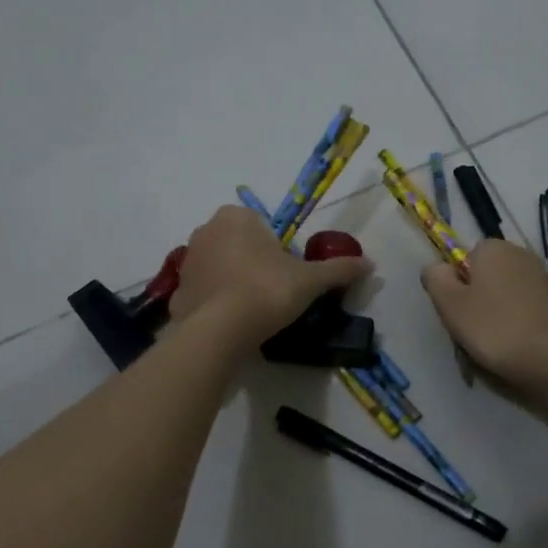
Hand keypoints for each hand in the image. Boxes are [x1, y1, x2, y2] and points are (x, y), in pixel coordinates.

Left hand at [171, 206, 370, 353]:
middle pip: (240, 245)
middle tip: (273, 294)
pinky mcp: (177, 290)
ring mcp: (188, 260)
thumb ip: (338, 270)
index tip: (286, 277)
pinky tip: (231, 324)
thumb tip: (370, 264)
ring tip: (253, 311)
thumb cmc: (266, 291)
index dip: (278, 252)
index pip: (264, 228)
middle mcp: (206, 229)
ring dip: (234, 282)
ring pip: (220, 267)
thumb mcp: (310, 281)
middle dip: (254, 264)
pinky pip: (204, 292)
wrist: (219, 331)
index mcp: (237, 217)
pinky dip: (216, 303)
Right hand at [421, 239, 547, 397]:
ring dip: (499, 315)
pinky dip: (520, 325)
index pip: (465, 258)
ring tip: (496, 345)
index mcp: (494, 249)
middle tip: (473, 331)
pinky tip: (520, 348)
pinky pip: (528, 312)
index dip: (457, 285)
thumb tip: (436, 268)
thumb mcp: (451, 305)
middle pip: (487, 277)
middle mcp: (522, 255)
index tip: (458, 312)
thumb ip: (436, 279)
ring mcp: (545, 279)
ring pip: (507, 296)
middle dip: (478, 301)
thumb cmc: (496, 329)